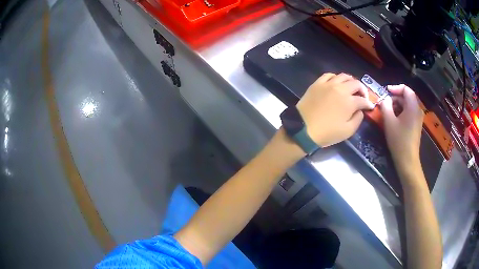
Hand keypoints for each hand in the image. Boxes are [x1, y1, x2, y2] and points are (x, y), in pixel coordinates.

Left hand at [297, 73, 373, 146]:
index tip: (370, 107)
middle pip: (356, 84)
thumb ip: (358, 119)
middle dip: (362, 89)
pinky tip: (337, 82)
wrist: (303, 129)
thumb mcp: (347, 131)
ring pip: (343, 76)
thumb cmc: (327, 133)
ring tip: (351, 87)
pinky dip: (336, 77)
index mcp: (349, 102)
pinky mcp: (317, 83)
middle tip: (363, 96)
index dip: (368, 104)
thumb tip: (360, 110)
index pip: (363, 100)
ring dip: (351, 81)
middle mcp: (341, 89)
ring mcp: (328, 84)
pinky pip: (329, 75)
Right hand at [380, 84, 423, 171]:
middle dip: (395, 98)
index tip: (386, 91)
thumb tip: (384, 99)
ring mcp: (418, 119)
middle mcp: (417, 110)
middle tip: (385, 104)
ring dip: (397, 106)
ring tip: (388, 113)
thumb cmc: (399, 140)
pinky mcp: (416, 125)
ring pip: (407, 105)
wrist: (407, 160)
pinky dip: (401, 113)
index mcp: (413, 107)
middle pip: (407, 97)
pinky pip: (409, 113)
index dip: (395, 88)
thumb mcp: (389, 121)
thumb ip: (385, 106)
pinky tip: (394, 120)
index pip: (406, 89)